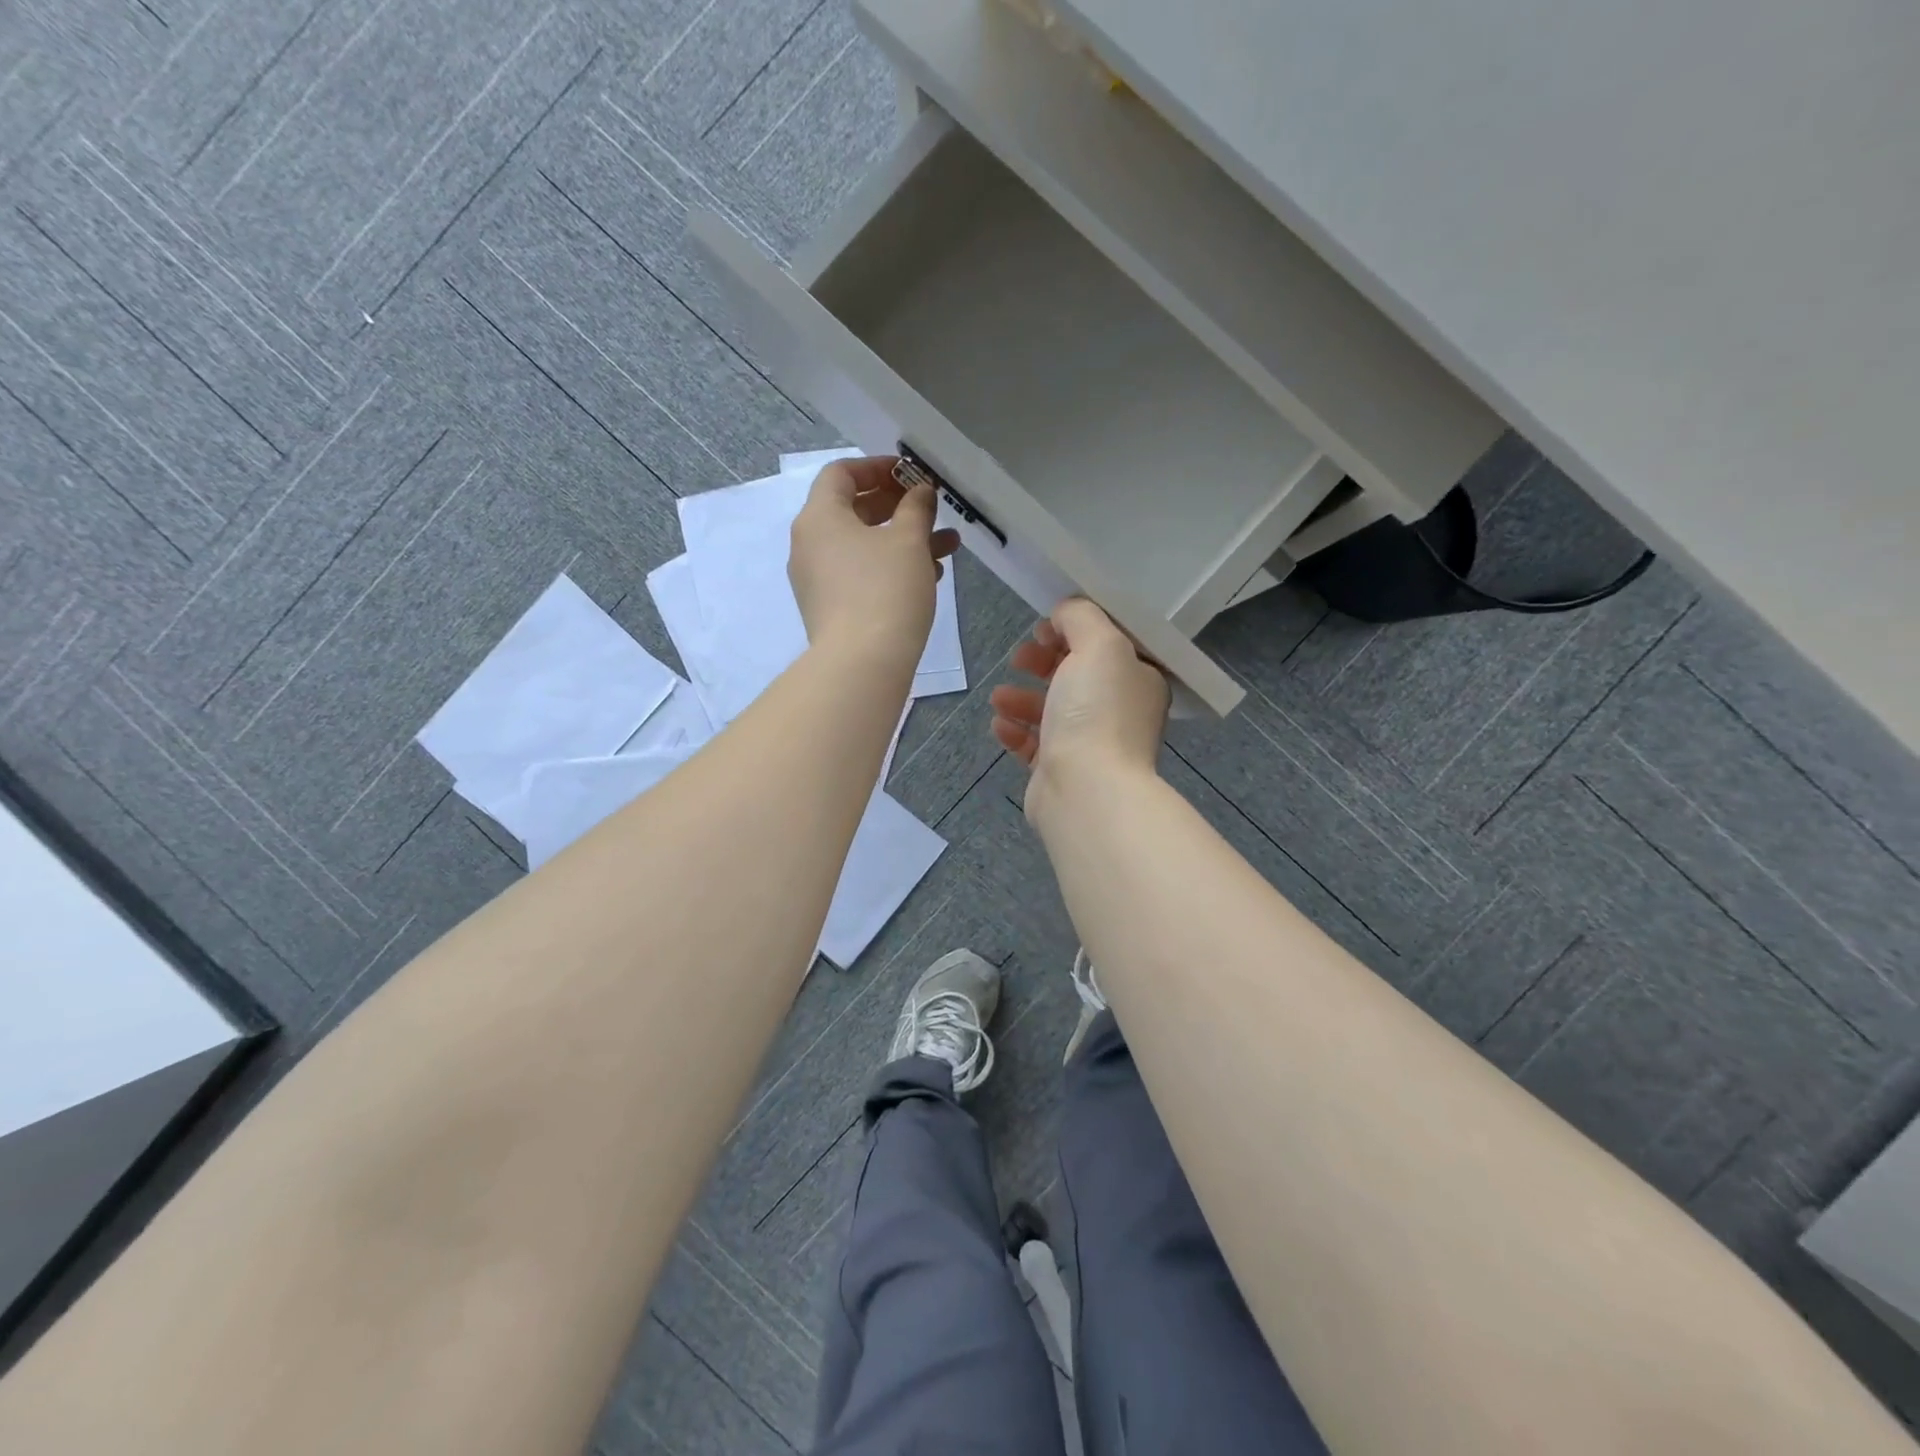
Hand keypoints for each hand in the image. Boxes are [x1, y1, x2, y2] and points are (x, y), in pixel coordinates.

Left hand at [788, 456, 958, 666]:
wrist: (862, 664)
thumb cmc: (885, 590)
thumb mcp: (908, 541)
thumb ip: (916, 507)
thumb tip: (919, 491)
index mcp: (819, 518)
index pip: (841, 473)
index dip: (878, 467)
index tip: (912, 475)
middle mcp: (810, 545)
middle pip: (853, 510)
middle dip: (899, 506)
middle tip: (932, 507)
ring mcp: (817, 580)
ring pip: (863, 546)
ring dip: (904, 540)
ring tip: (948, 545)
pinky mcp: (830, 609)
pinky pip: (861, 574)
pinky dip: (891, 567)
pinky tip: (930, 576)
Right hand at [989, 598, 1169, 819]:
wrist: (1085, 790)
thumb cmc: (1096, 712)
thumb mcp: (1099, 644)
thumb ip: (1081, 617)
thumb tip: (1064, 613)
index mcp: (1138, 681)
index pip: (1107, 646)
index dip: (1074, 631)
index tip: (1045, 628)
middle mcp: (1119, 712)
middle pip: (1076, 676)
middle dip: (1042, 663)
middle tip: (1020, 659)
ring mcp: (1091, 745)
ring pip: (1052, 711)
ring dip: (1022, 698)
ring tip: (999, 697)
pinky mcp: (1062, 771)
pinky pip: (1035, 744)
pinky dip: (1016, 731)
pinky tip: (999, 725)